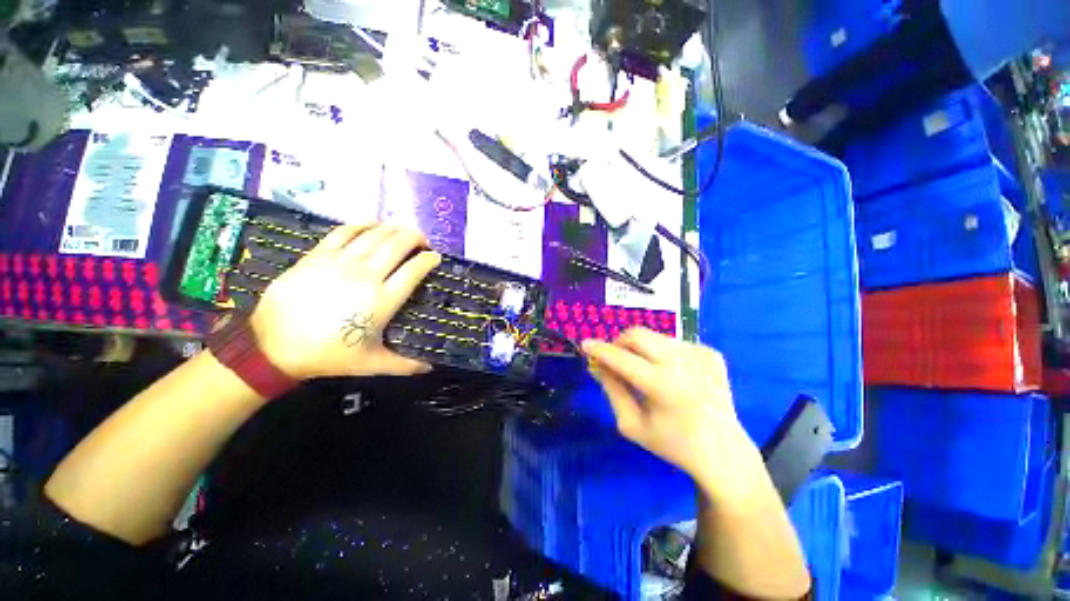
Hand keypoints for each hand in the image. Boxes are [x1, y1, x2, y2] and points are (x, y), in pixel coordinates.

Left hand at [249, 224, 441, 379]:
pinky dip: (361, 224)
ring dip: (393, 228)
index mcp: (383, 300)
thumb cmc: (329, 355)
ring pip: (374, 235)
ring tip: (402, 230)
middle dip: (415, 237)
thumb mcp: (372, 364)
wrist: (274, 346)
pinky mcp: (318, 256)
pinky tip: (371, 223)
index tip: (435, 257)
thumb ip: (405, 365)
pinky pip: (343, 232)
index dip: (428, 259)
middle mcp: (366, 275)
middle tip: (422, 240)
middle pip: (397, 245)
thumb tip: (430, 368)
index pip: (414, 270)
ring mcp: (341, 263)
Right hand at [582, 328, 764, 502]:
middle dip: (619, 343)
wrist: (724, 451)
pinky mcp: (711, 353)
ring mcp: (701, 355)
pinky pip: (673, 342)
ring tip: (646, 371)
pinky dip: (661, 353)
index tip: (585, 344)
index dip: (601, 350)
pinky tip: (671, 374)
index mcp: (665, 388)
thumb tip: (597, 364)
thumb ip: (612, 390)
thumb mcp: (632, 424)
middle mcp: (685, 365)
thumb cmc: (672, 444)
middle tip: (615, 359)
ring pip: (654, 336)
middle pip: (638, 335)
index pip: (623, 359)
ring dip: (640, 349)